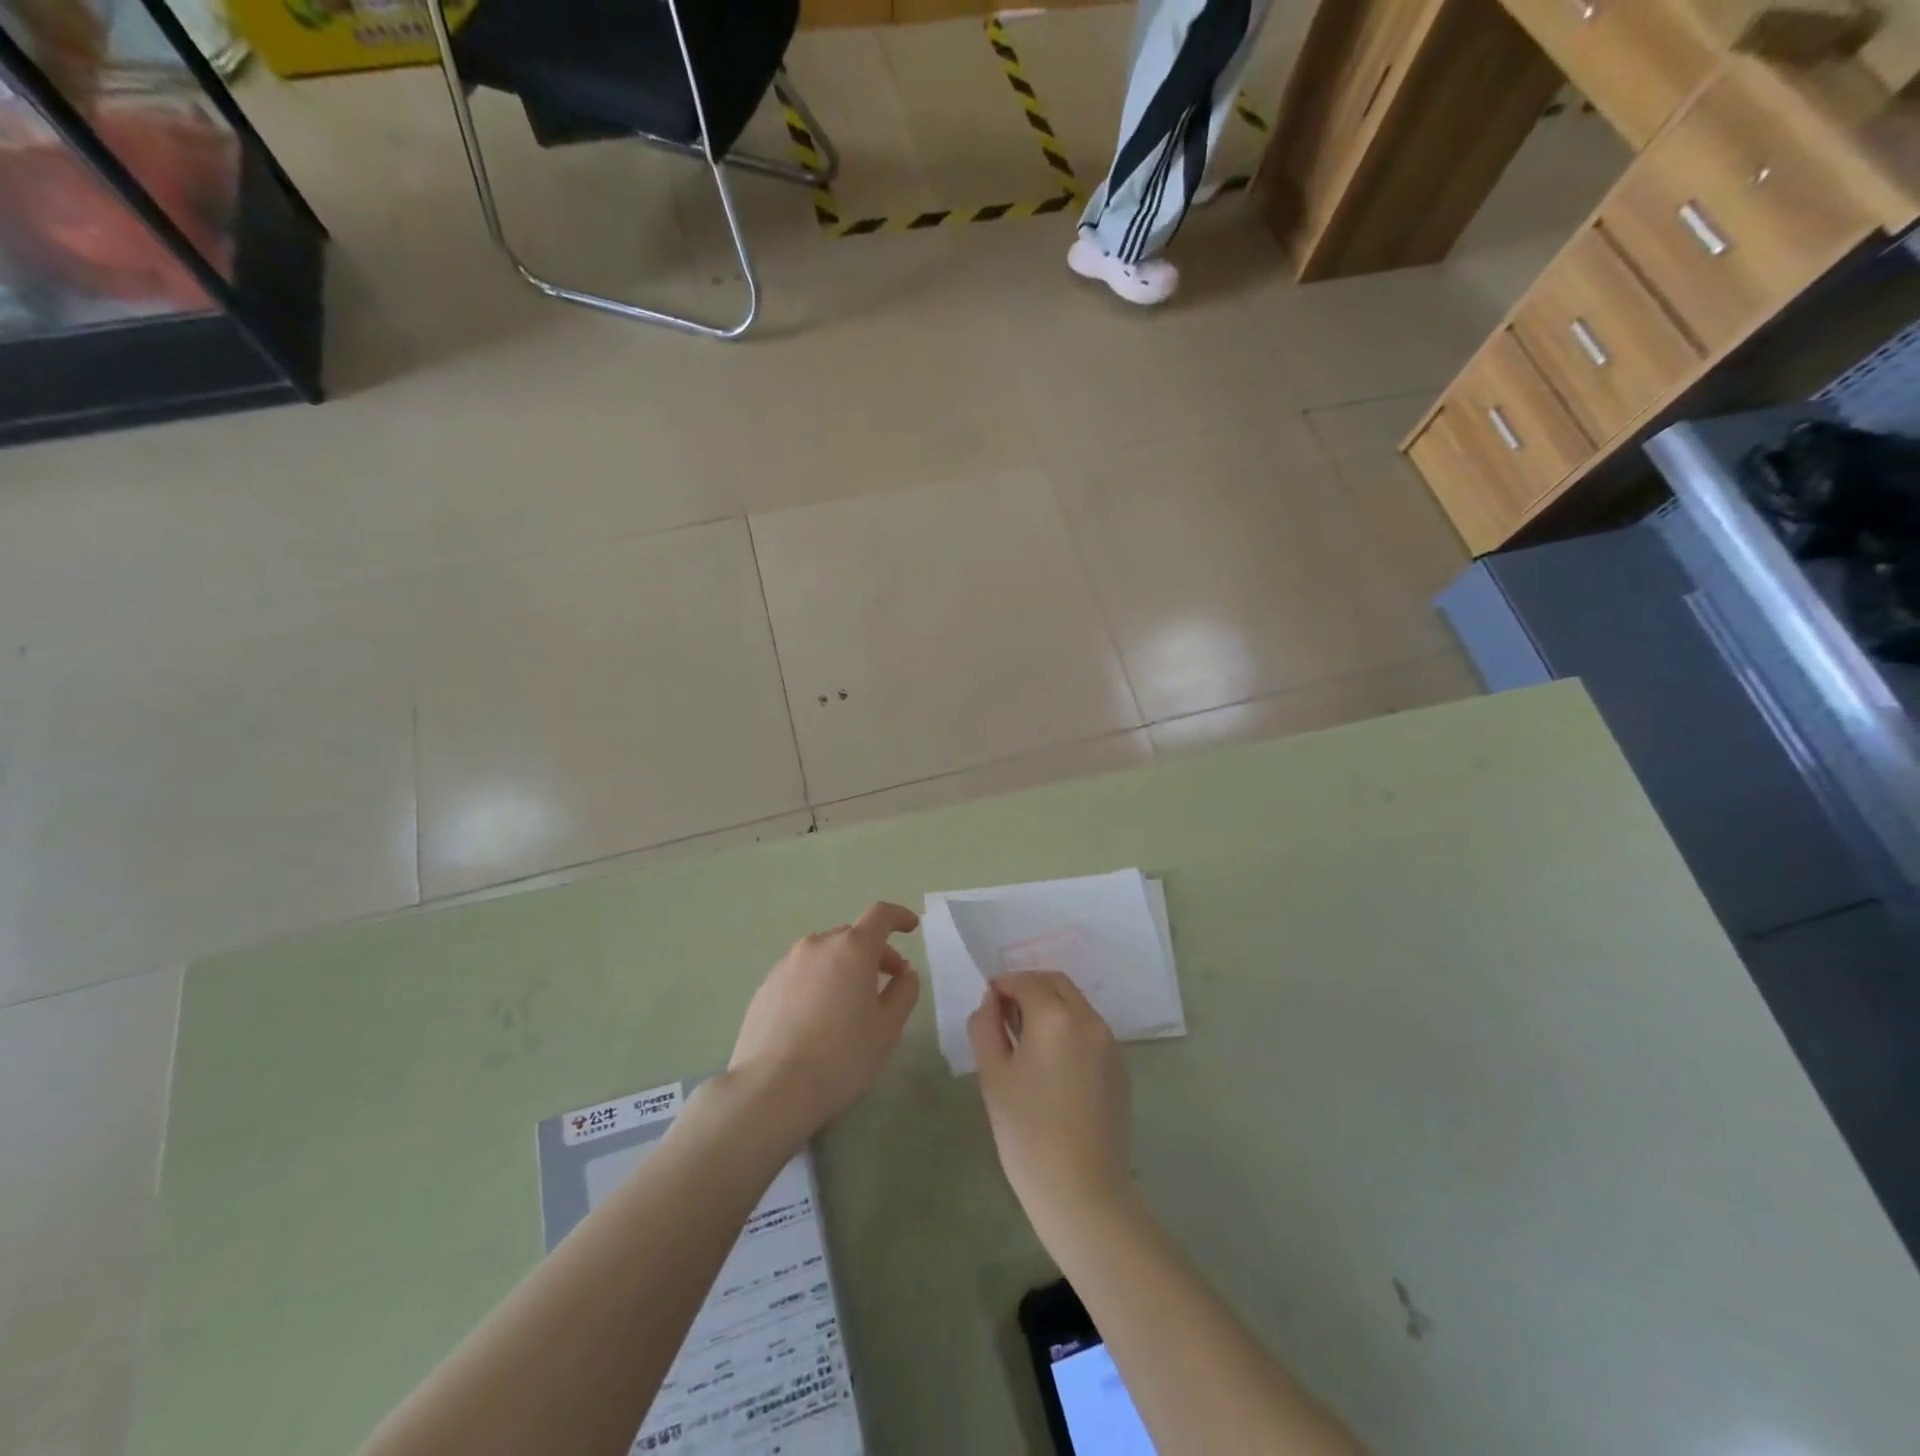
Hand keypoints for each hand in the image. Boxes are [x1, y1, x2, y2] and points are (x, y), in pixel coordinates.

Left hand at [729, 902, 920, 1142]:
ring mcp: (787, 964)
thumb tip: (905, 973)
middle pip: (852, 937)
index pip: (880, 915)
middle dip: (874, 952)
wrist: (771, 1089)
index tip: (911, 927)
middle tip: (887, 983)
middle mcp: (818, 945)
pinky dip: (818, 982)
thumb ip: (904, 992)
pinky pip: (801, 973)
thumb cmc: (841, 1056)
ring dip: (844, 967)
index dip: (899, 916)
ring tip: (849, 1004)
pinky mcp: (766, 986)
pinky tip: (818, 1018)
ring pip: (825, 954)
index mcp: (852, 949)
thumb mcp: (887, 1028)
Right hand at [969, 971, 1133, 1236]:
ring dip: (1051, 1006)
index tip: (988, 1003)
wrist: (1082, 1191)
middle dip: (1029, 988)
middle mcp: (1088, 1019)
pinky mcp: (1120, 1067)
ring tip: (1026, 1040)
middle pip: (1056, 984)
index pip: (1026, 981)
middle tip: (1005, 1014)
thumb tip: (991, 1002)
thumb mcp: (993, 1077)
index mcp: (1055, 1017)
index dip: (1003, 985)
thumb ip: (986, 1028)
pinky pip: (1090, 1030)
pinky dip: (1069, 1028)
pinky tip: (1052, 1063)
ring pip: (1076, 1005)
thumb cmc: (1027, 1133)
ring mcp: (1109, 1043)